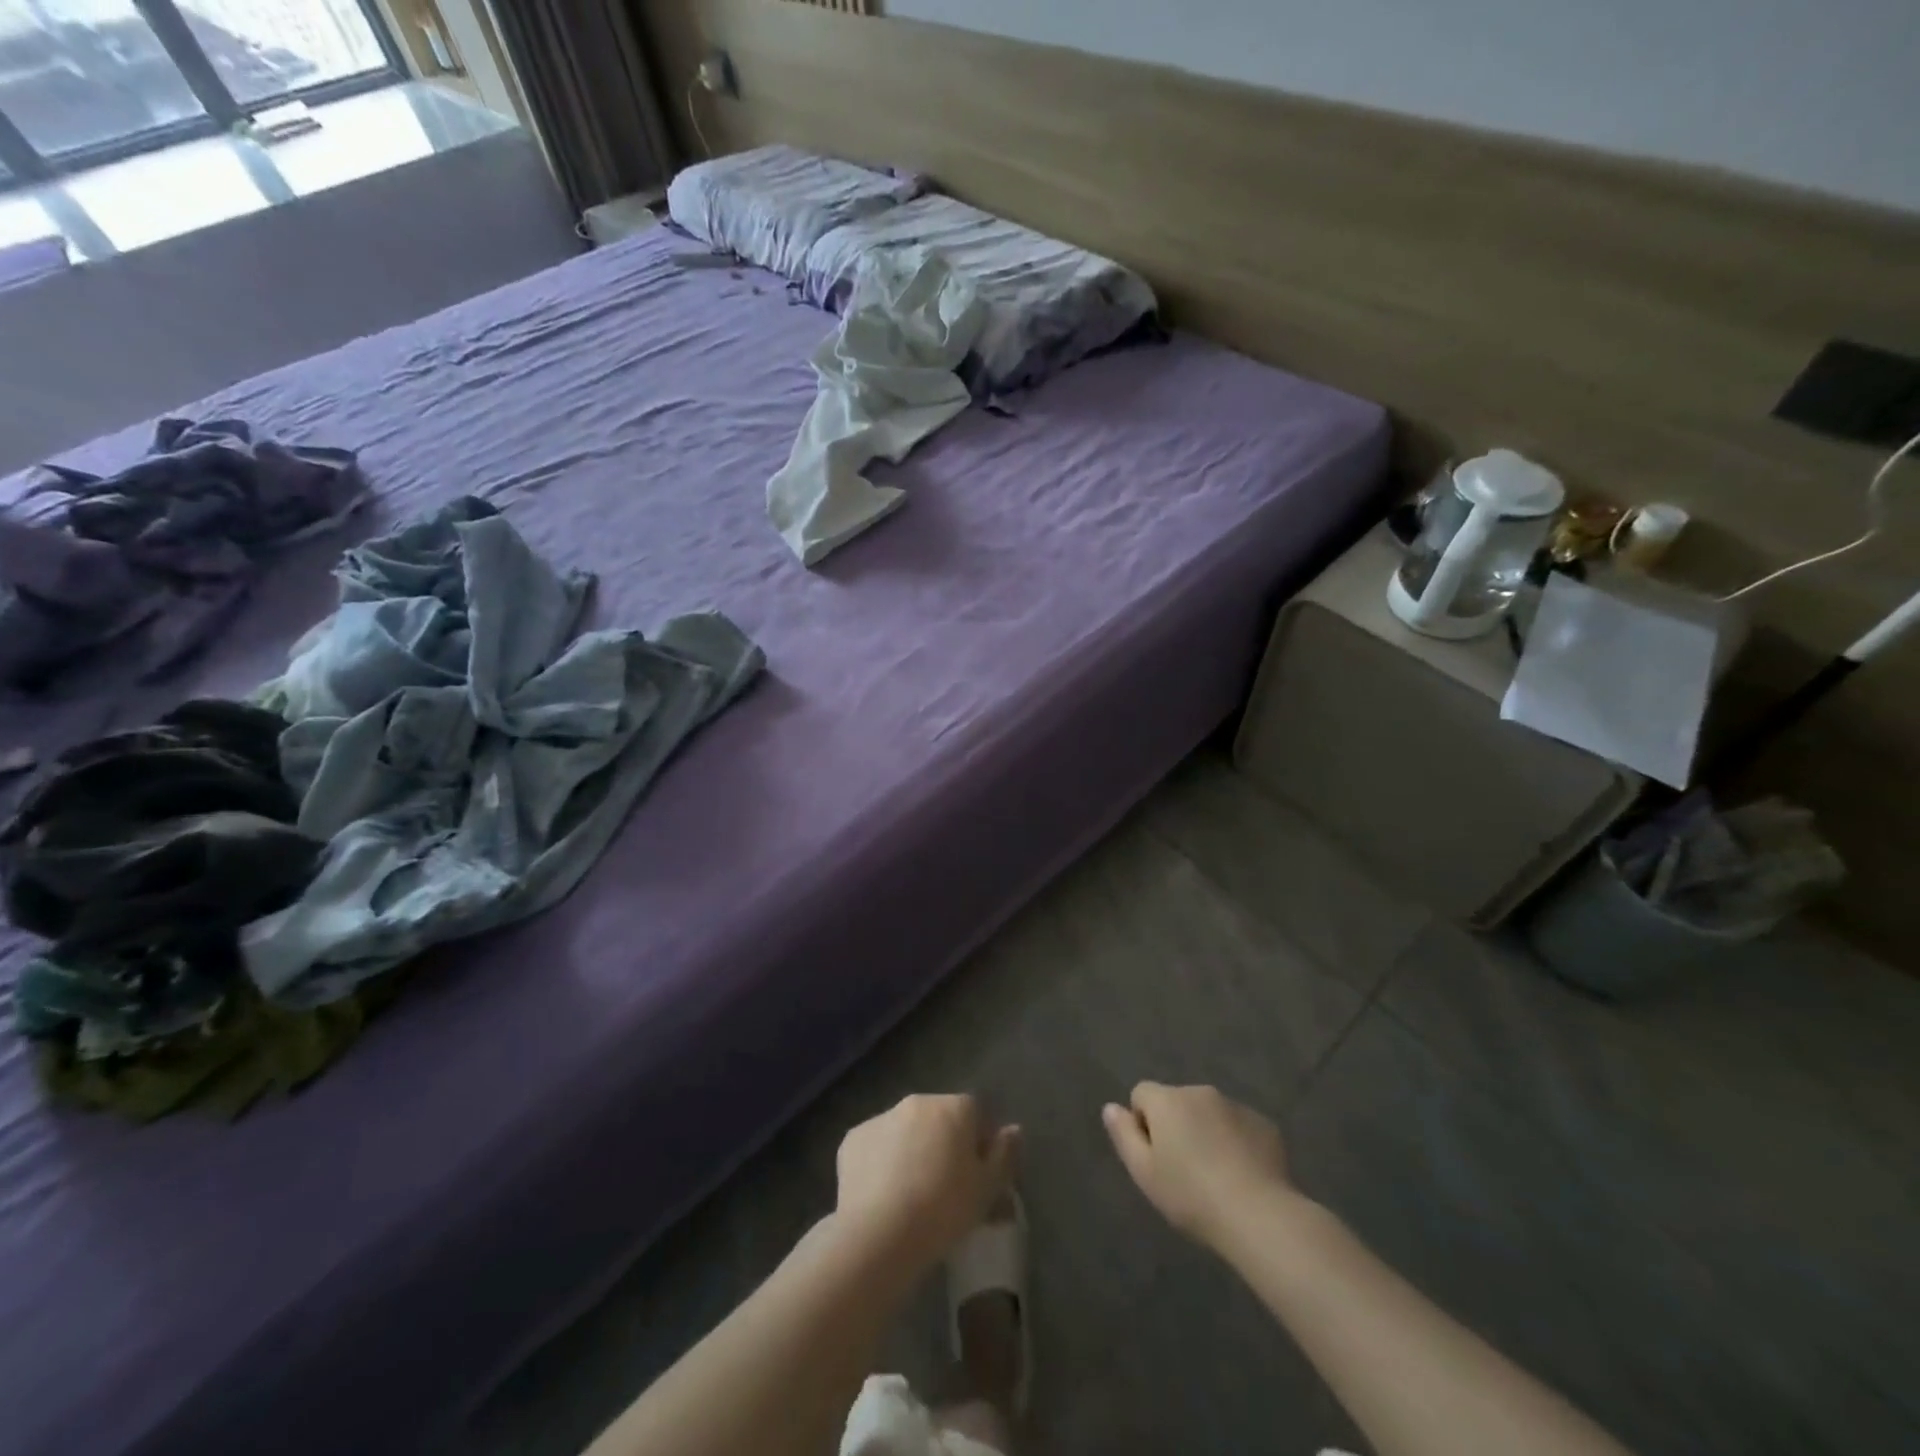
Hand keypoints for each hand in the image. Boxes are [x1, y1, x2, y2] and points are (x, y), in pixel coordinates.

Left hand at [835, 1094, 1019, 1274]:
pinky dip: (882, 1163)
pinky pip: (876, 1147)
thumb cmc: (943, 1209)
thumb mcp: (988, 1190)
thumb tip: (1014, 1129)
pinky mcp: (852, 1139)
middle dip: (945, 1145)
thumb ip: (1005, 1155)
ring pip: (906, 1131)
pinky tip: (884, 1197)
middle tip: (946, 1189)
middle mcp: (917, 1101)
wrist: (878, 1234)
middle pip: (939, 1119)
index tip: (978, 1178)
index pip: (976, 1114)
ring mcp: (881, 1117)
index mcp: (953, 1107)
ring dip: (913, 1151)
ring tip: (912, 1197)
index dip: (980, 1143)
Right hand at [1102, 1083, 1292, 1248]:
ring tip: (1216, 1177)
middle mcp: (1199, 1092)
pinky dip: (1236, 1143)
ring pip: (1209, 1114)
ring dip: (1206, 1133)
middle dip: (1176, 1127)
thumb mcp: (1144, 1173)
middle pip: (1177, 1102)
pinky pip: (1239, 1127)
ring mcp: (1235, 1106)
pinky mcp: (1265, 1125)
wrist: (1259, 1216)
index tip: (1155, 1158)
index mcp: (1167, 1100)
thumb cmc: (1191, 1195)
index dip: (1143, 1123)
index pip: (1141, 1094)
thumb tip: (1111, 1107)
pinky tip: (1243, 1177)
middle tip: (1184, 1171)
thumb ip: (1124, 1135)